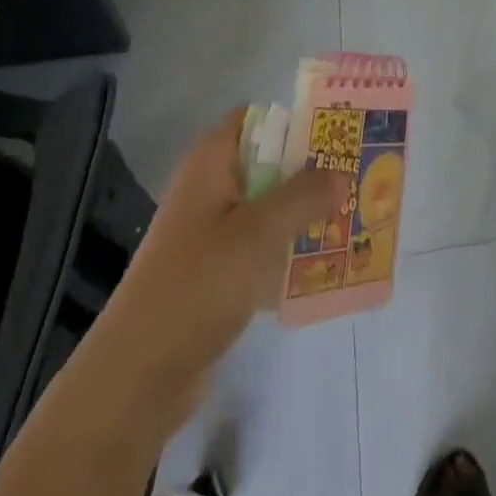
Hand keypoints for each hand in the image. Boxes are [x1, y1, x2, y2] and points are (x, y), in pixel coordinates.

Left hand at [72, 110, 346, 452]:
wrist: (137, 378)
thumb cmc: (198, 284)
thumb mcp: (259, 232)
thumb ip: (305, 195)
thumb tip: (342, 172)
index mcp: (212, 161)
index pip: (259, 118)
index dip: (298, 119)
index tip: (340, 134)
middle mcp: (210, 187)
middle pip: (270, 163)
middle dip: (312, 172)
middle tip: (358, 179)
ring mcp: (211, 232)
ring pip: (270, 208)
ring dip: (306, 215)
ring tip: (354, 220)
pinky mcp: (215, 273)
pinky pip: (262, 249)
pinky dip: (289, 253)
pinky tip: (325, 267)